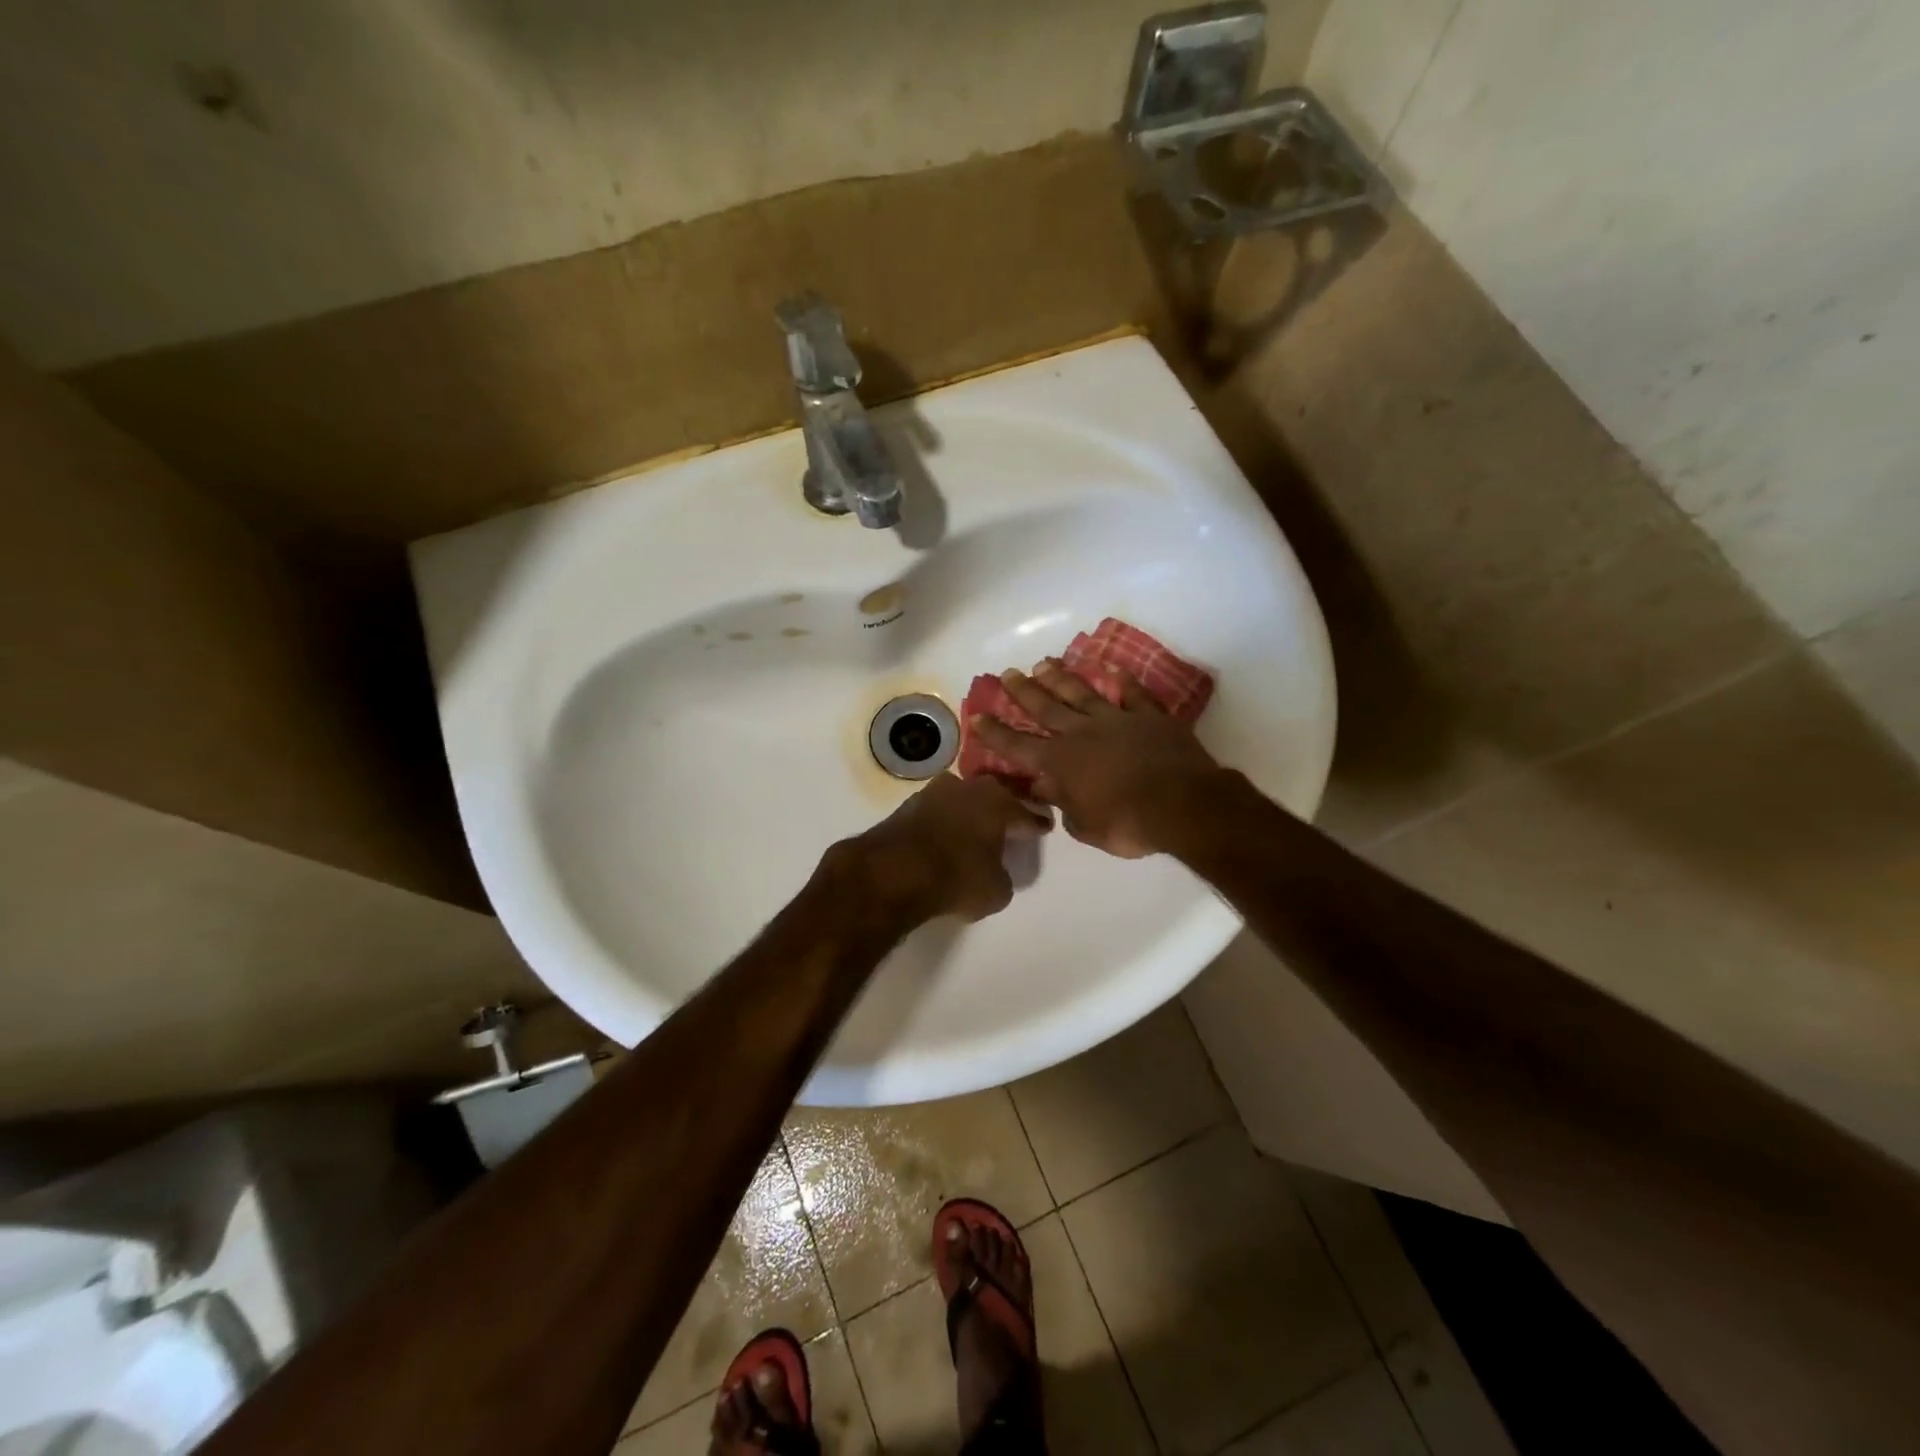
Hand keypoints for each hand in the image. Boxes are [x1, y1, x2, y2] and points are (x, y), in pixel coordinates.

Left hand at [843, 773, 1052, 922]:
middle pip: (993, 796)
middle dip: (1002, 808)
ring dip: (968, 812)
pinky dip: (943, 822)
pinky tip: (944, 837)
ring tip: (974, 830)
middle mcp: (969, 788)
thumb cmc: (957, 877)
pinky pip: (936, 813)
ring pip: (961, 800)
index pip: (1026, 813)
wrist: (893, 872)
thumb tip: (995, 870)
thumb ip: (1003, 874)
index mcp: (999, 803)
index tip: (1044, 827)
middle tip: (1009, 823)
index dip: (1036, 823)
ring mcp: (934, 792)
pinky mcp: (906, 806)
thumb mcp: (996, 890)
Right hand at [968, 660, 1225, 857]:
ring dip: (1061, 678)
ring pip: (1082, 693)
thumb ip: (1064, 805)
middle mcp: (1082, 734)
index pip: (1018, 746)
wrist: (1182, 805)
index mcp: (1061, 763)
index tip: (977, 715)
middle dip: (1023, 691)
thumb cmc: (1128, 824)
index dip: (996, 733)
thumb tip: (1048, 790)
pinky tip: (1113, 669)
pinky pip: (1134, 694)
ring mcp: (1117, 720)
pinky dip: (1123, 682)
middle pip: (1046, 708)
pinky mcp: (1149, 717)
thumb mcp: (1086, 827)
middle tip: (1008, 673)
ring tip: (1044, 663)